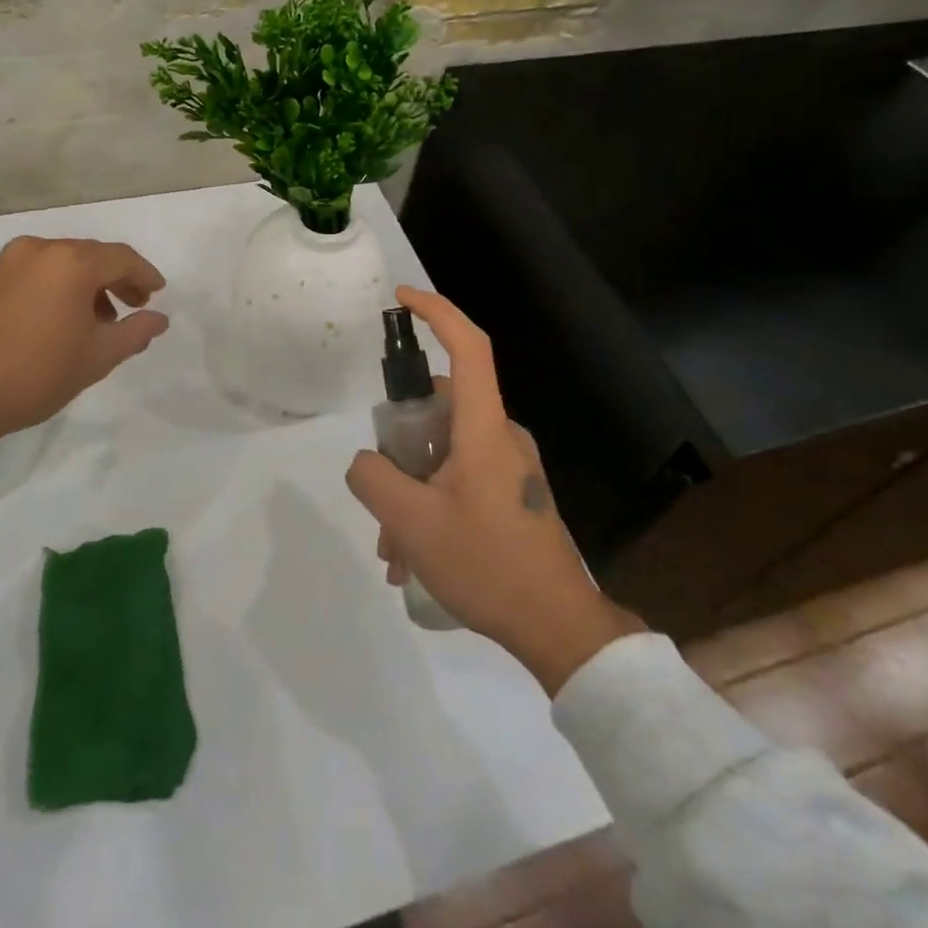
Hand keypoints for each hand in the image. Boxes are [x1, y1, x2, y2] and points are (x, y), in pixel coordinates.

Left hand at [0, 236, 169, 440]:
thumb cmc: (37, 373)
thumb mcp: (98, 357)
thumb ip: (136, 331)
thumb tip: (159, 318)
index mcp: (71, 262)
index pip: (121, 258)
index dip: (145, 275)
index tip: (157, 294)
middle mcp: (39, 249)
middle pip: (90, 255)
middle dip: (115, 278)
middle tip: (132, 305)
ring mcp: (6, 260)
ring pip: (60, 262)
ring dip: (84, 283)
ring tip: (94, 319)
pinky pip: (33, 272)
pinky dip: (54, 285)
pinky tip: (57, 316)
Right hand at [346, 286, 642, 694]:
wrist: (560, 628)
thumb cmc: (488, 564)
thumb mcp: (412, 522)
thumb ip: (373, 479)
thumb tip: (367, 462)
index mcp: (484, 428)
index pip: (468, 346)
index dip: (436, 312)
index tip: (401, 299)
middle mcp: (500, 436)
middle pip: (440, 409)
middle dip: (400, 445)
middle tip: (378, 492)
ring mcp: (509, 467)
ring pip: (443, 454)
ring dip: (411, 489)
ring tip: (393, 548)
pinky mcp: (511, 494)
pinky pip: (459, 480)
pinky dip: (431, 506)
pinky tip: (414, 559)